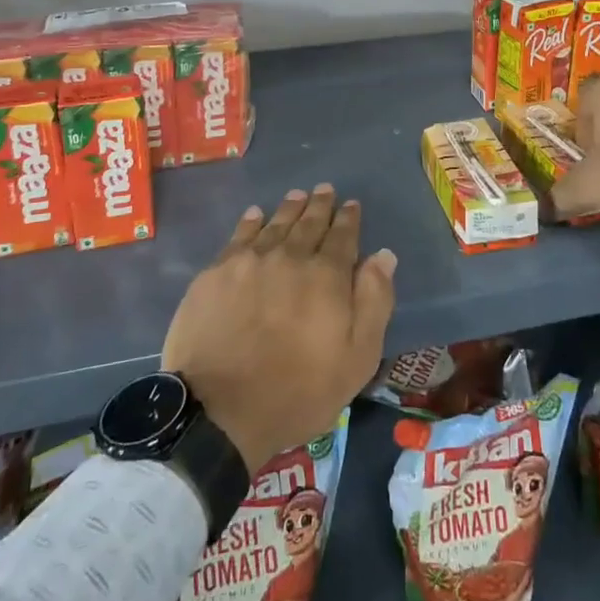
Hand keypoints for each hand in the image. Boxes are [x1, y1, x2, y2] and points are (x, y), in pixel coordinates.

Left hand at [162, 184, 396, 471]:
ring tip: (298, 195)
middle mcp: (290, 256)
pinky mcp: (216, 273)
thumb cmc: (298, 391)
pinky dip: (252, 221)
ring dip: (290, 207)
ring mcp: (250, 261)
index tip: (351, 205)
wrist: (219, 410)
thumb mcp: (356, 358)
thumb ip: (374, 302)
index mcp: (326, 275)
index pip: (342, 236)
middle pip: (309, 223)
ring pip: (276, 223)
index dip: (348, 219)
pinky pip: (239, 236)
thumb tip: (383, 255)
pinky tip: (256, 214)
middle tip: (325, 190)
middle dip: (320, 205)